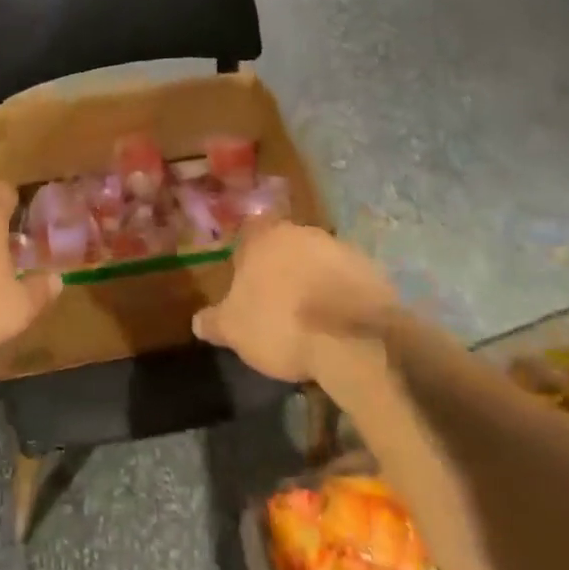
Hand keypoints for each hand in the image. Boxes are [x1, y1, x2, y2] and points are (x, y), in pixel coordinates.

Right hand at [192, 220, 399, 380]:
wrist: (353, 339)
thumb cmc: (280, 324)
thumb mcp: (235, 330)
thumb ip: (214, 321)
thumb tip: (197, 321)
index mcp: (263, 236)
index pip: (249, 232)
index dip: (248, 256)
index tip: (247, 280)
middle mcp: (300, 231)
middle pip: (285, 244)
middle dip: (282, 266)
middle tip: (277, 300)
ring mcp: (339, 247)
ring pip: (317, 259)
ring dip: (313, 279)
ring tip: (310, 316)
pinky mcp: (371, 270)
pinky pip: (347, 279)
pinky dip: (340, 294)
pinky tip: (338, 323)